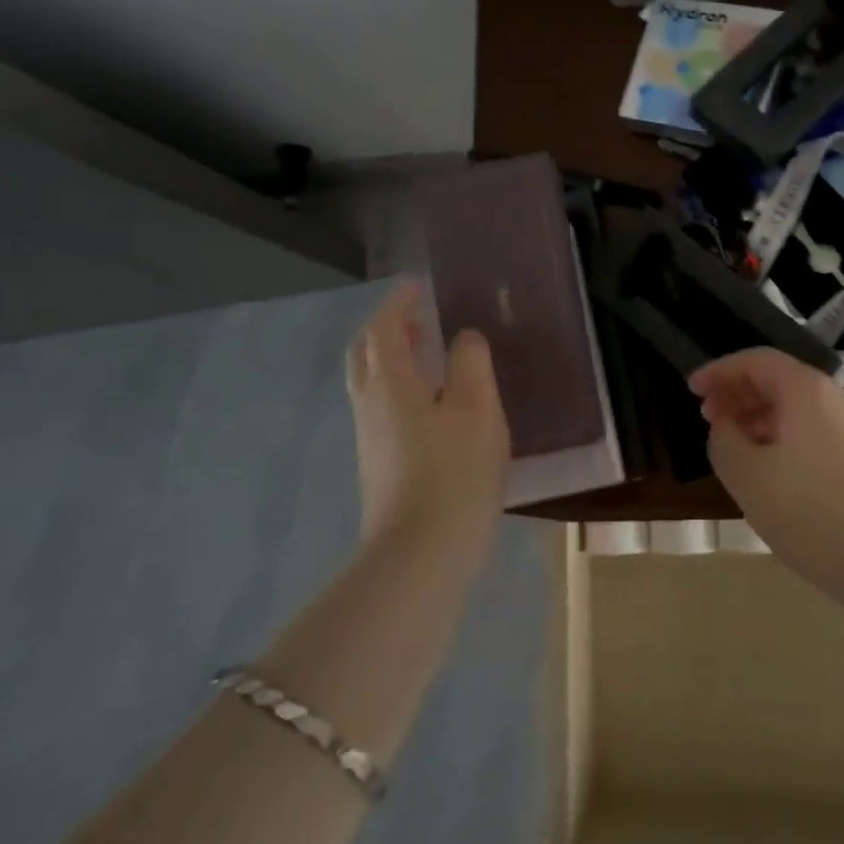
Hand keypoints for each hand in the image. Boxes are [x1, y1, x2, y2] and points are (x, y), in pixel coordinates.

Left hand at [345, 281, 510, 570]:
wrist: (420, 556)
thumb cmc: (454, 473)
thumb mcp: (477, 409)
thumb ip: (470, 364)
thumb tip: (463, 337)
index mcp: (391, 384)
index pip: (383, 329)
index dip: (398, 303)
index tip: (416, 286)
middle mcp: (370, 405)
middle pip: (366, 354)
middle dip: (387, 330)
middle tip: (418, 319)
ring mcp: (370, 439)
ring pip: (372, 383)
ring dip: (393, 359)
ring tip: (429, 355)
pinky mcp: (379, 466)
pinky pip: (382, 408)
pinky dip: (400, 388)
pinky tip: (432, 404)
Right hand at [689, 349, 843, 584]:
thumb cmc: (813, 511)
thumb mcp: (749, 476)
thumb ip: (725, 442)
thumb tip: (726, 427)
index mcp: (806, 390)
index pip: (756, 361)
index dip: (720, 371)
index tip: (692, 389)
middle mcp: (837, 399)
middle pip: (780, 382)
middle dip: (740, 395)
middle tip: (709, 419)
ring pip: (800, 412)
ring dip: (762, 422)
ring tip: (737, 449)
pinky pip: (817, 436)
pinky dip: (786, 443)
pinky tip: (776, 476)